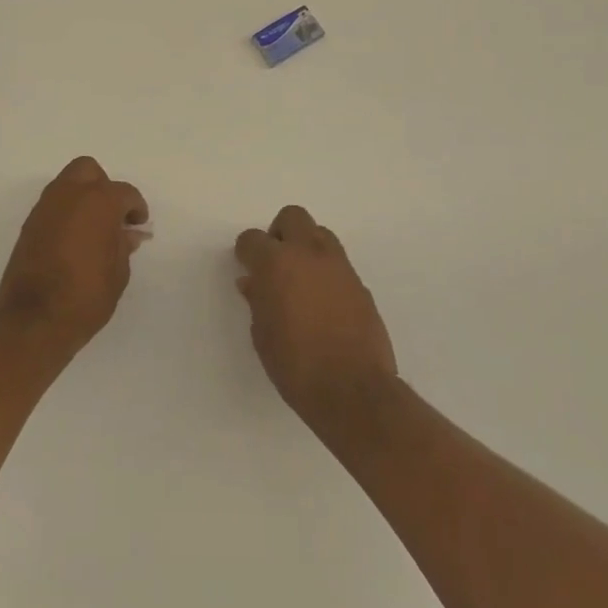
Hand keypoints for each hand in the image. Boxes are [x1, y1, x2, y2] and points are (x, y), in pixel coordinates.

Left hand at [0, 157, 149, 350]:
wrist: (34, 320)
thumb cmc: (86, 296)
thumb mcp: (118, 273)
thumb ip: (123, 245)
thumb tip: (128, 233)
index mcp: (99, 201)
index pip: (125, 193)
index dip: (136, 208)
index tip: (138, 225)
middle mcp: (69, 195)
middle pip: (89, 171)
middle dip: (103, 187)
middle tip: (113, 215)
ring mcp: (45, 208)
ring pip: (67, 184)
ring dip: (82, 197)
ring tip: (93, 228)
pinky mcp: (29, 224)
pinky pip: (52, 205)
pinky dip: (65, 212)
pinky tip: (74, 239)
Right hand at [235, 206, 397, 424]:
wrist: (353, 390)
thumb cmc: (295, 365)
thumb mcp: (262, 335)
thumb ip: (258, 301)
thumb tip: (253, 283)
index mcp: (277, 263)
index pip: (252, 238)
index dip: (246, 252)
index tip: (246, 267)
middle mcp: (309, 254)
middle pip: (292, 217)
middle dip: (279, 233)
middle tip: (275, 263)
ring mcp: (339, 267)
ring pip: (320, 234)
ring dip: (307, 247)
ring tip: (301, 280)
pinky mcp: (361, 285)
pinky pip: (339, 264)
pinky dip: (327, 272)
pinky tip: (323, 303)